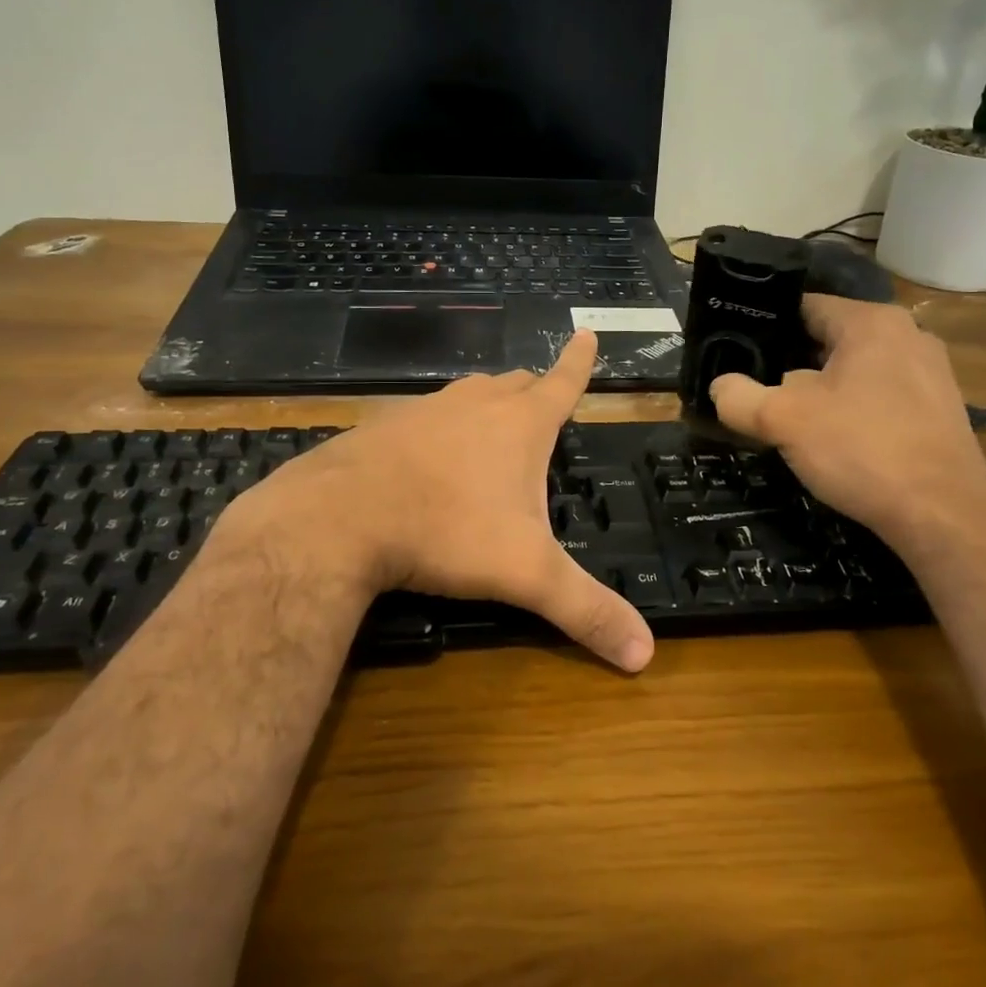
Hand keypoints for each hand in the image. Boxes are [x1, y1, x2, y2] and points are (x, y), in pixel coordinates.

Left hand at [222, 332, 654, 672]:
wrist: (339, 518)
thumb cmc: (447, 531)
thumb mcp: (525, 574)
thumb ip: (585, 610)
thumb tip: (645, 654)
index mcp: (520, 425)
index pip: (563, 382)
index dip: (579, 361)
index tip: (587, 332)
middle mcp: (475, 405)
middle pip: (515, 384)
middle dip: (534, 390)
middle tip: (542, 403)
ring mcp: (426, 410)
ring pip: (468, 395)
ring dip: (486, 405)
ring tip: (491, 428)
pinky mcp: (385, 426)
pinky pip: (425, 416)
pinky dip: (439, 427)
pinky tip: (428, 458)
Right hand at [707, 296, 985, 559]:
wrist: (944, 514)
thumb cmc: (861, 449)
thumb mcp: (782, 420)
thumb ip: (740, 397)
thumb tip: (721, 387)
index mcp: (870, 322)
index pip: (804, 306)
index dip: (765, 327)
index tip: (737, 352)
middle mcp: (907, 334)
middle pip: (830, 338)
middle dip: (793, 363)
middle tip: (760, 390)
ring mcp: (931, 371)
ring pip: (857, 368)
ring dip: (825, 389)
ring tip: (795, 419)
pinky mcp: (941, 408)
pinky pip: (883, 394)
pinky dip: (857, 409)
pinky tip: (840, 441)